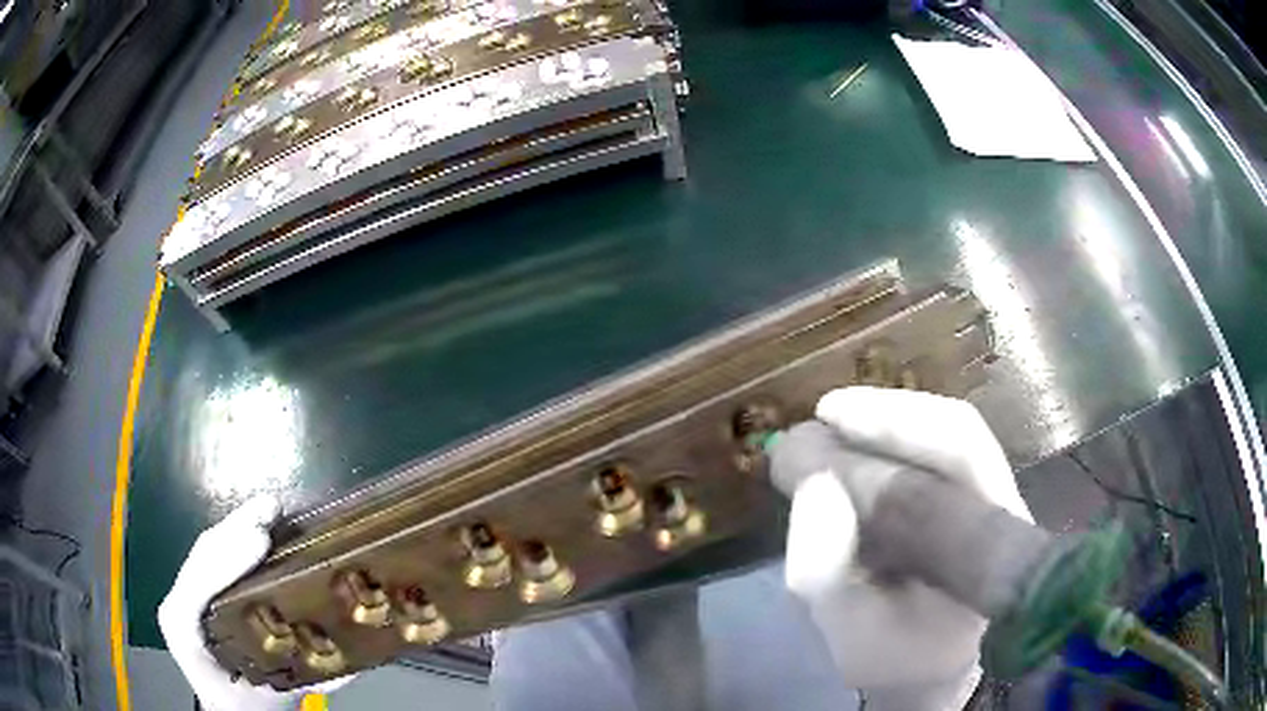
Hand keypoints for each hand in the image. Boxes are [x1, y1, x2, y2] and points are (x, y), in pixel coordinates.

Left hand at [158, 496, 350, 710]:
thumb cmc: (247, 706)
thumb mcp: (276, 696)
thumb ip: (308, 679)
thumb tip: (350, 658)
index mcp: (186, 632)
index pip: (198, 585)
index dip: (227, 559)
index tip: (262, 539)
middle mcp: (179, 604)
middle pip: (202, 555)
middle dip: (237, 527)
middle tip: (274, 508)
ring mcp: (185, 593)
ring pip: (207, 549)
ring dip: (239, 524)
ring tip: (272, 509)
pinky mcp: (197, 590)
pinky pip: (213, 555)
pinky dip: (237, 536)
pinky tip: (261, 526)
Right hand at [769, 387, 1032, 709]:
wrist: (930, 666)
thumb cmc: (894, 657)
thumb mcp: (849, 634)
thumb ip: (825, 574)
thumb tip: (817, 483)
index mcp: (988, 549)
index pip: (959, 460)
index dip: (895, 426)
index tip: (828, 418)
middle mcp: (1002, 508)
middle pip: (958, 432)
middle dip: (886, 417)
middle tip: (823, 418)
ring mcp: (993, 496)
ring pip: (950, 433)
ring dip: (887, 425)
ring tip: (832, 429)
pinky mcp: (972, 494)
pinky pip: (937, 451)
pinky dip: (891, 443)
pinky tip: (854, 452)